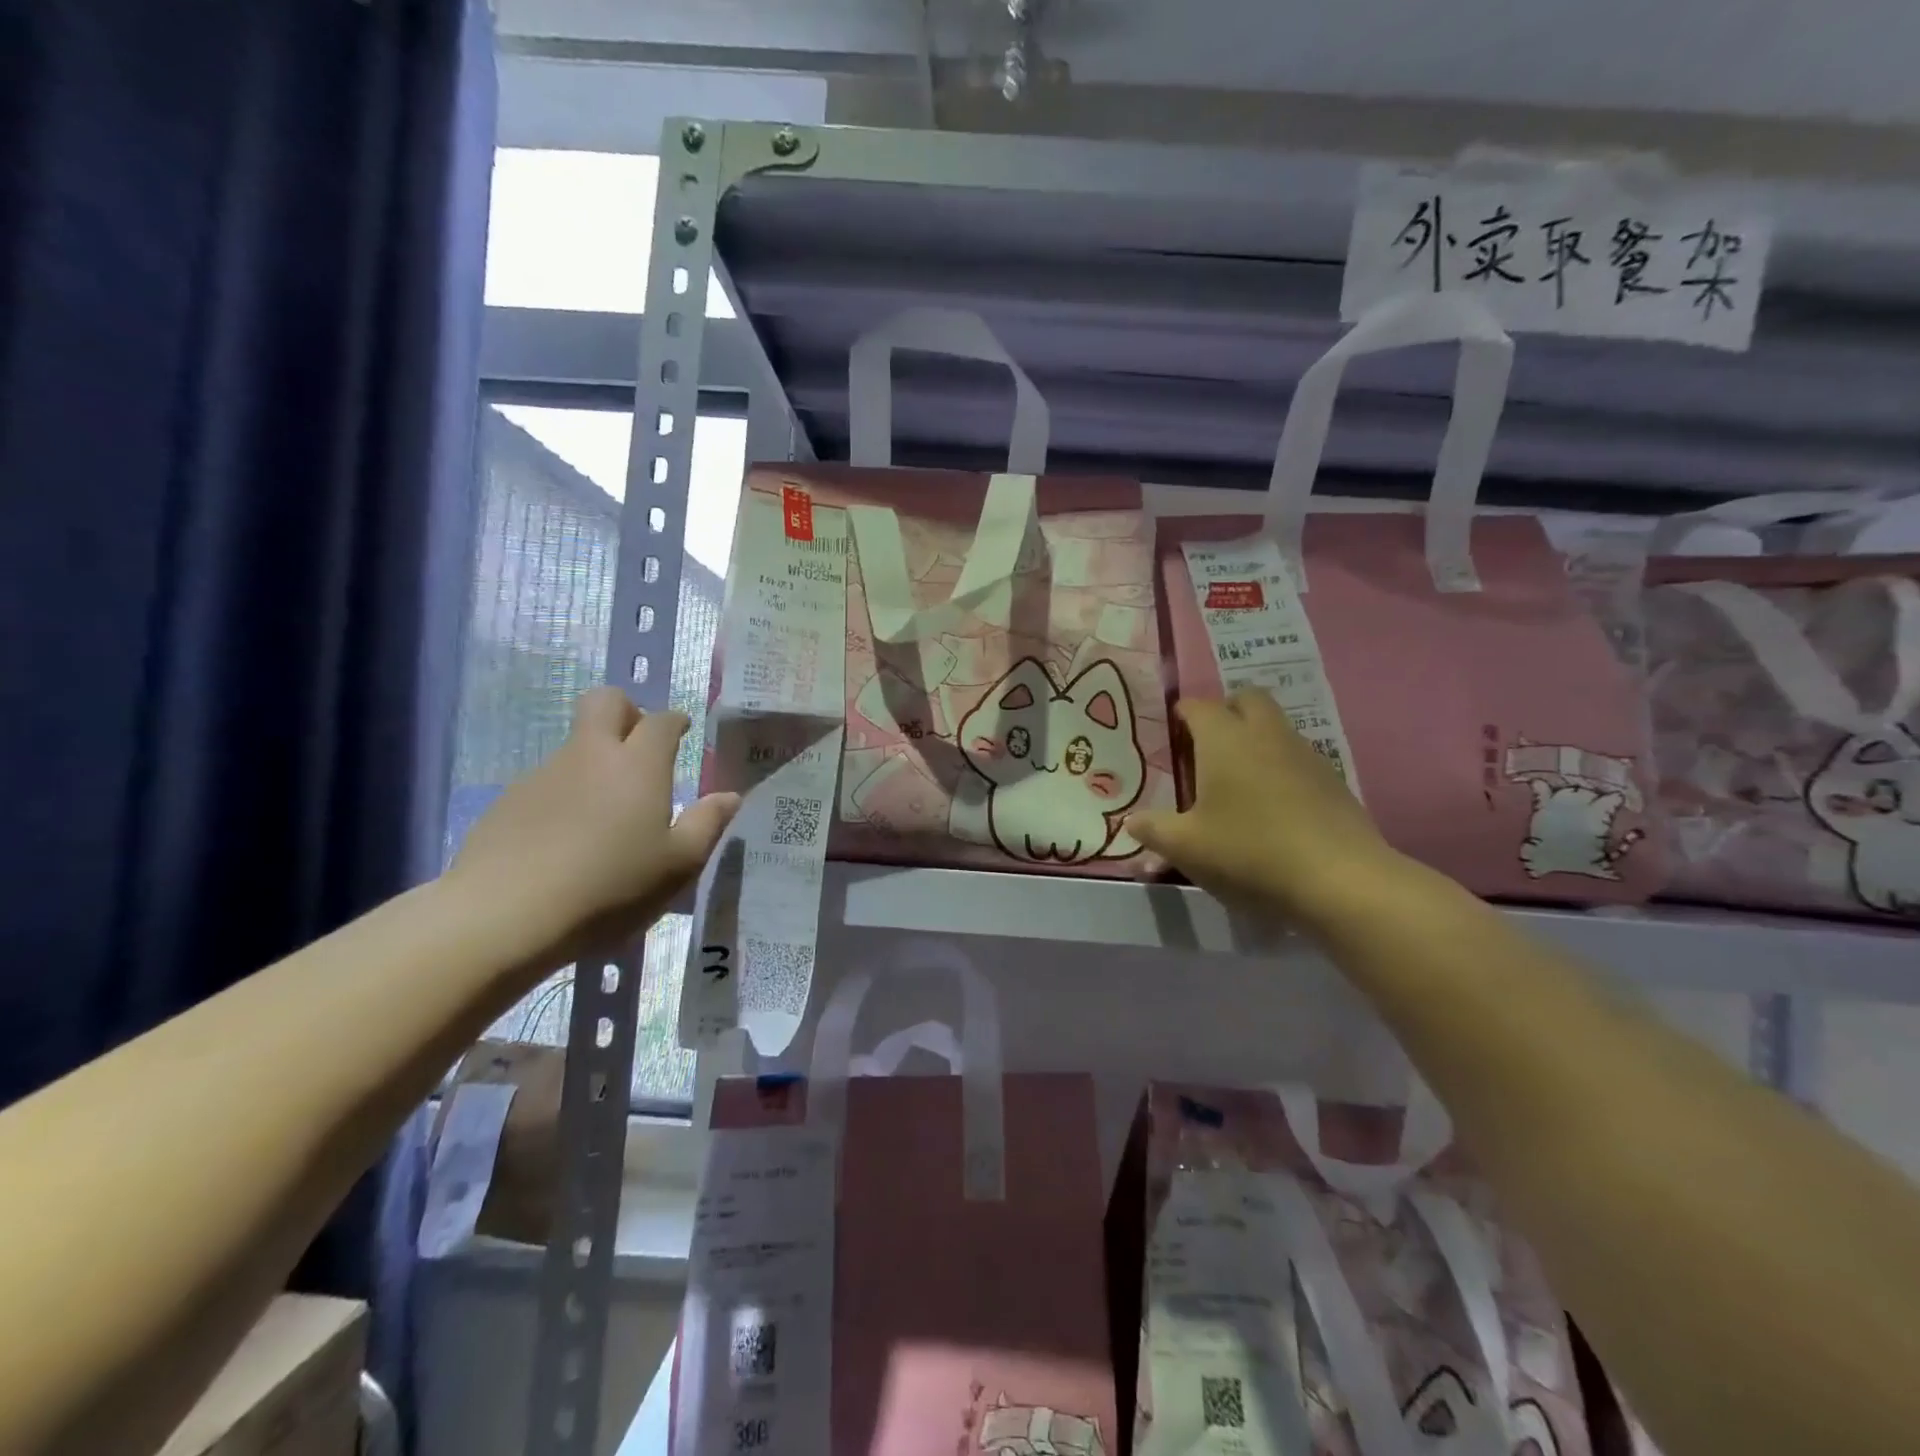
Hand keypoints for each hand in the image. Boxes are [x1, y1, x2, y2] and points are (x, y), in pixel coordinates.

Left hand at [448, 688, 737, 965]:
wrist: (503, 915)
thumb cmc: (609, 886)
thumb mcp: (677, 866)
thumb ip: (707, 824)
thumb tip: (729, 796)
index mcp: (638, 764)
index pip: (661, 720)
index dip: (675, 721)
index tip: (682, 731)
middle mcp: (590, 755)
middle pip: (605, 702)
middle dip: (626, 711)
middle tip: (640, 747)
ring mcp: (543, 775)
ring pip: (574, 746)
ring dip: (594, 762)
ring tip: (605, 816)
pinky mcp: (508, 802)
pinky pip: (546, 783)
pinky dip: (564, 797)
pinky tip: (566, 842)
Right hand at [1125, 691, 1407, 933]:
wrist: (1339, 880)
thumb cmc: (1249, 852)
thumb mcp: (1186, 847)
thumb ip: (1152, 829)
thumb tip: (1131, 821)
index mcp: (1224, 739)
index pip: (1198, 706)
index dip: (1182, 714)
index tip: (1172, 733)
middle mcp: (1266, 734)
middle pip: (1247, 699)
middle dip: (1226, 711)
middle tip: (1207, 746)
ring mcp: (1305, 754)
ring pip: (1276, 727)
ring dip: (1255, 739)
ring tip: (1237, 780)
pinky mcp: (1333, 781)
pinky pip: (1297, 758)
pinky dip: (1280, 767)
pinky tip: (1272, 807)